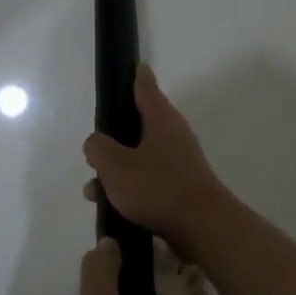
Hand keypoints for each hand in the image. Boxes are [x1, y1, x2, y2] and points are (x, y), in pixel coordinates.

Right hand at [82, 64, 226, 242]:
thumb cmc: (158, 188)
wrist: (203, 229)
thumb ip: (97, 148)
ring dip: (115, 171)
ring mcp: (179, 163)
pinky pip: (147, 180)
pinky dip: (129, 189)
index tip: (131, 65)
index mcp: (161, 119)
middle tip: (92, 152)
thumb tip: (96, 143)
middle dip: (112, 139)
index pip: (145, 87)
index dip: (135, 76)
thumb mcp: (115, 165)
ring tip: (93, 191)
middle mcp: (173, 136)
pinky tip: (111, 208)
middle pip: (137, 126)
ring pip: (138, 157)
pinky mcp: (180, 189)